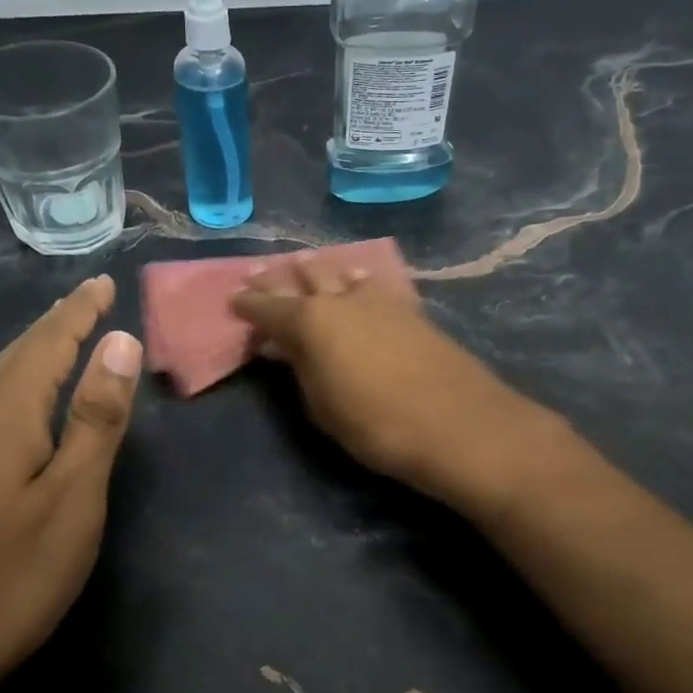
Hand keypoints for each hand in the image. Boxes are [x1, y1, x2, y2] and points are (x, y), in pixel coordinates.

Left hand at [0, 275, 141, 692]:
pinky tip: (22, 402)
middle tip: (88, 302)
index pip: (46, 343)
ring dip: (32, 354)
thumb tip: (119, 342)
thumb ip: (96, 418)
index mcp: (0, 415)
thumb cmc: (10, 578)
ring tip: (63, 338)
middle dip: (54, 326)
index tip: (103, 282)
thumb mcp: (72, 498)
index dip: (78, 312)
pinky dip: (15, 387)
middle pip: (15, 356)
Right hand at [231, 256, 564, 510]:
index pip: (268, 307)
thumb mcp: (323, 406)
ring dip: (320, 273)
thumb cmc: (377, 425)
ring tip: (306, 267)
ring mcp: (380, 299)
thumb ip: (301, 370)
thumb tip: (285, 347)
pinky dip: (356, 284)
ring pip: (341, 275)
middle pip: (304, 280)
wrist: (458, 424)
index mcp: (311, 321)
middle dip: (279, 279)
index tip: (234, 299)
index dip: (248, 304)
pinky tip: (357, 284)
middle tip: (260, 274)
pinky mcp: (410, 309)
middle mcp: (342, 299)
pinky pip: (373, 286)